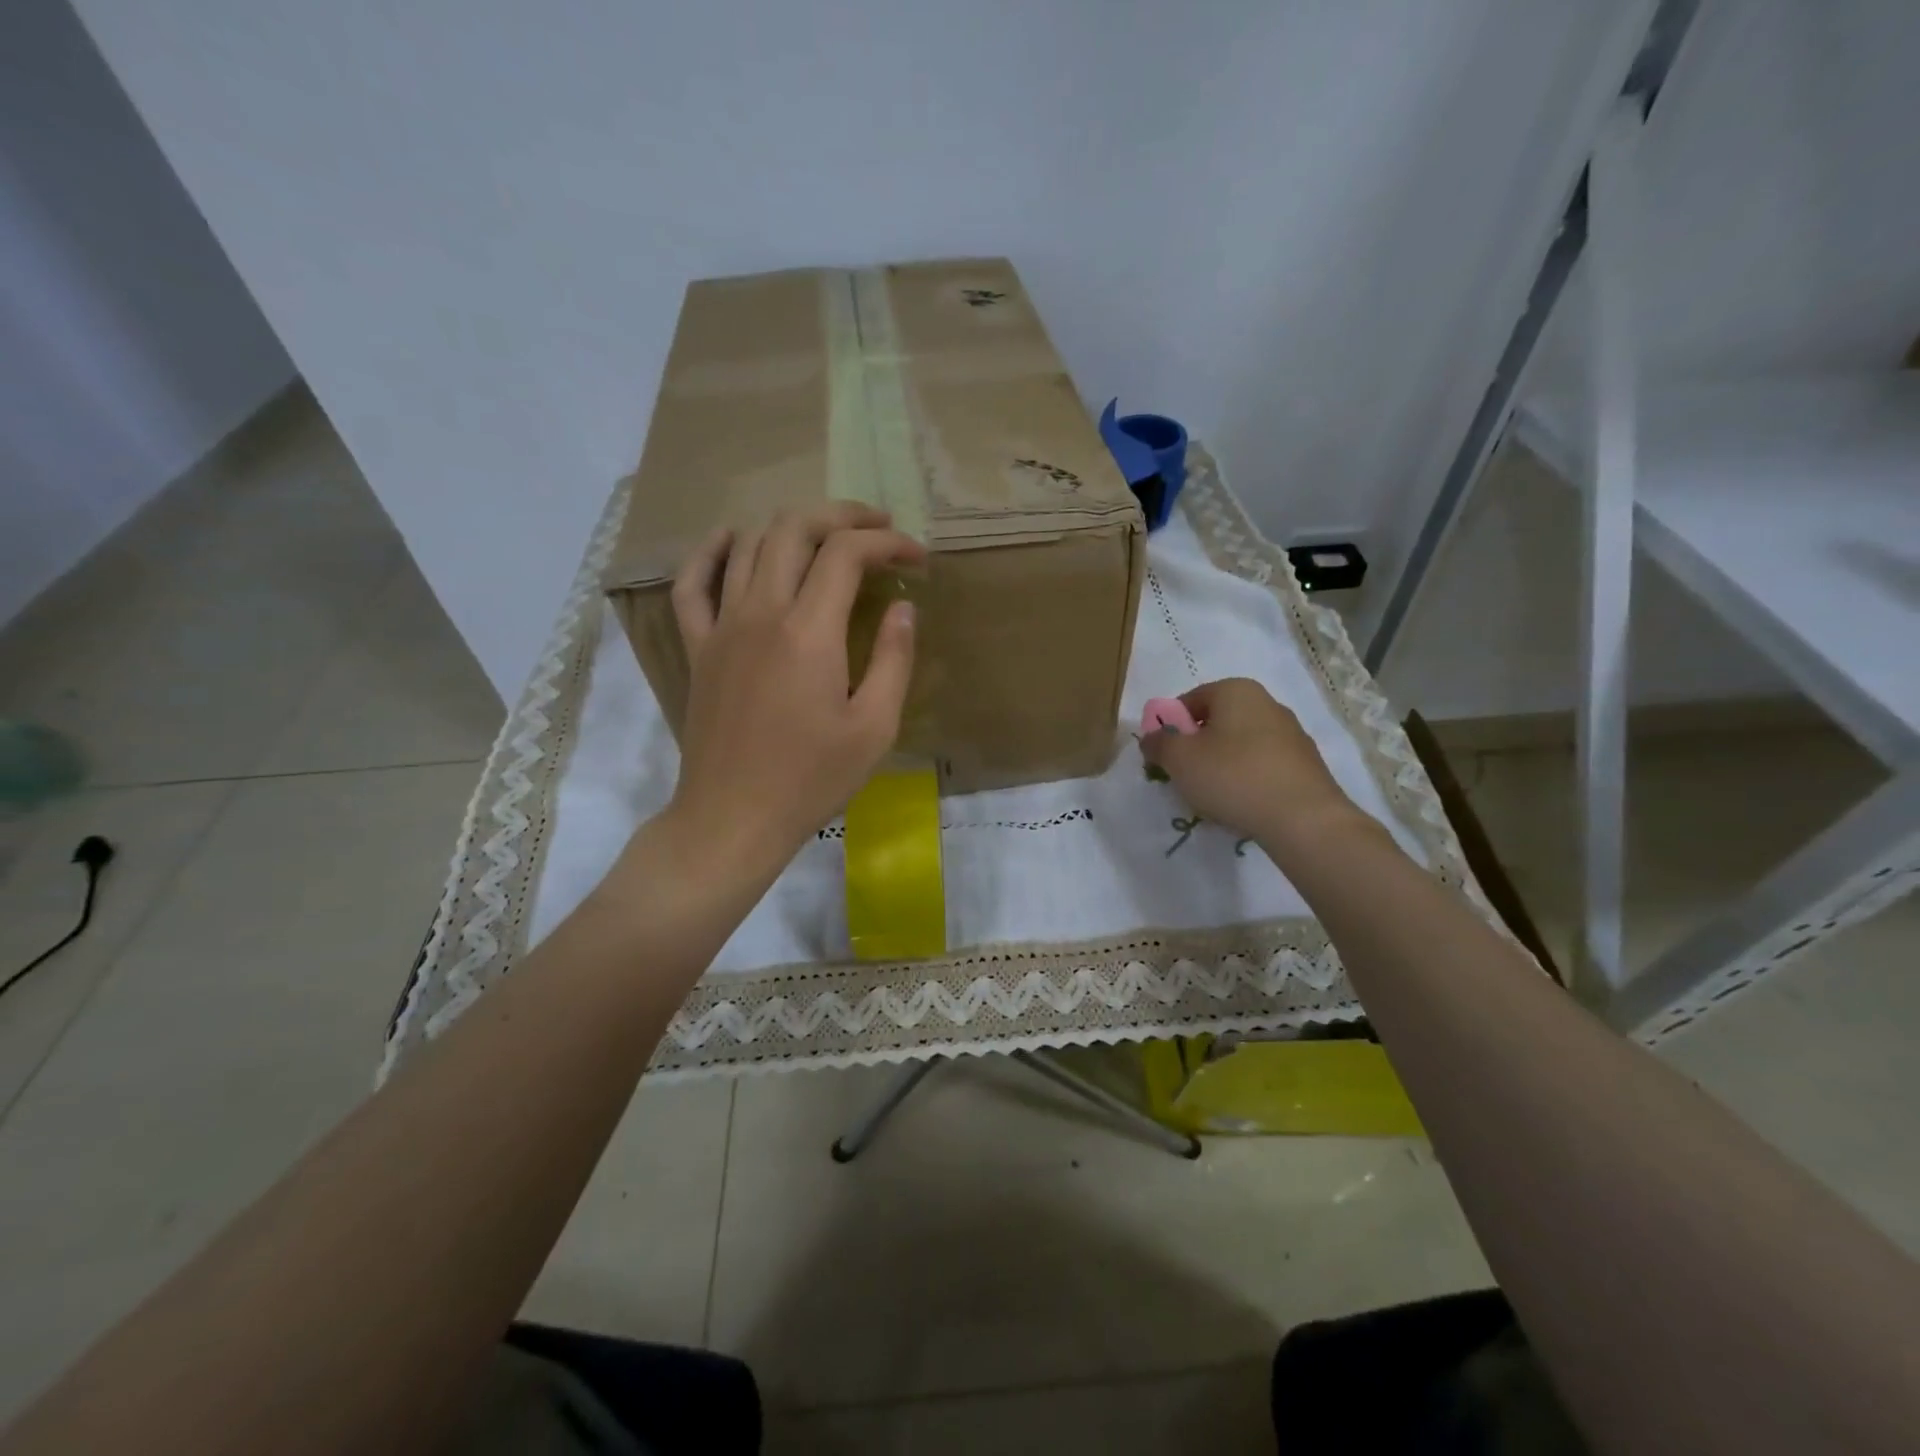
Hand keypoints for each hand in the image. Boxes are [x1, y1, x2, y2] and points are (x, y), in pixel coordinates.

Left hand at [664, 503, 924, 879]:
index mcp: (808, 632)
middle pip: (794, 529)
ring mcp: (721, 627)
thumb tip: (903, 608)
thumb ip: (892, 659)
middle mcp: (760, 613)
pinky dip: (712, 551)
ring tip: (825, 535)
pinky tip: (733, 538)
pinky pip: (692, 583)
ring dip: (792, 525)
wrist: (733, 817)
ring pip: (749, 544)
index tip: (917, 558)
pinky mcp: (698, 647)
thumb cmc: (811, 779)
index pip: (846, 554)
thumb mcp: (874, 727)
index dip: (887, 543)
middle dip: (841, 516)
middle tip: (878, 529)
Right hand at [1140, 678, 1362, 852]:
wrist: (1303, 818)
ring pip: (1240, 745)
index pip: (1189, 700)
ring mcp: (1291, 734)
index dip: (1169, 727)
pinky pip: (1262, 766)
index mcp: (1236, 690)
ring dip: (1221, 765)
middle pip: (1216, 722)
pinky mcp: (1305, 764)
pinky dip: (1246, 779)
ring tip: (1213, 796)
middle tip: (1184, 777)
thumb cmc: (1232, 776)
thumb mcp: (1179, 759)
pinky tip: (1241, 804)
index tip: (1163, 756)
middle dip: (1196, 747)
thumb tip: (1152, 738)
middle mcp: (1267, 703)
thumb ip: (1158, 743)